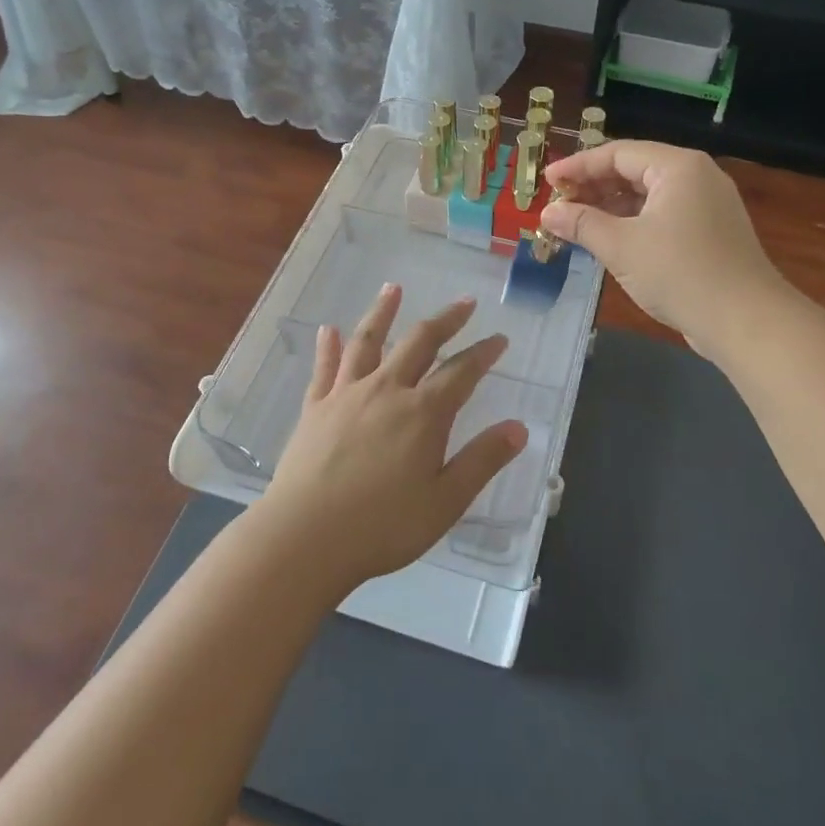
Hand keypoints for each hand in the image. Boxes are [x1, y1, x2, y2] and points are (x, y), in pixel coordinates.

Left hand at [260, 285, 529, 590]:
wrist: (305, 537)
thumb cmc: (383, 526)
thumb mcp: (446, 501)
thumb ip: (483, 461)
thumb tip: (519, 428)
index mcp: (423, 413)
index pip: (461, 372)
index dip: (484, 353)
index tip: (499, 338)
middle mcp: (386, 390)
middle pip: (419, 342)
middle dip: (445, 320)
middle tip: (464, 302)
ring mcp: (346, 395)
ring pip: (368, 341)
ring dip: (383, 312)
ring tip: (393, 288)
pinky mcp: (315, 408)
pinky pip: (324, 368)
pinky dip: (328, 346)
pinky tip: (328, 330)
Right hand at [541, 140, 788, 355]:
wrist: (746, 321)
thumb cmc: (680, 273)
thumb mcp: (621, 246)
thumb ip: (581, 223)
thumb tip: (547, 213)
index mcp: (678, 167)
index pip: (617, 153)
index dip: (578, 166)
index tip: (546, 180)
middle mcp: (696, 177)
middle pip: (634, 170)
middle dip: (593, 187)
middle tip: (558, 204)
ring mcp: (707, 205)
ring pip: (648, 196)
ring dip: (610, 207)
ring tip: (575, 223)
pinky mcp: (710, 233)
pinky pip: (662, 216)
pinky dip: (632, 223)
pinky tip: (608, 240)